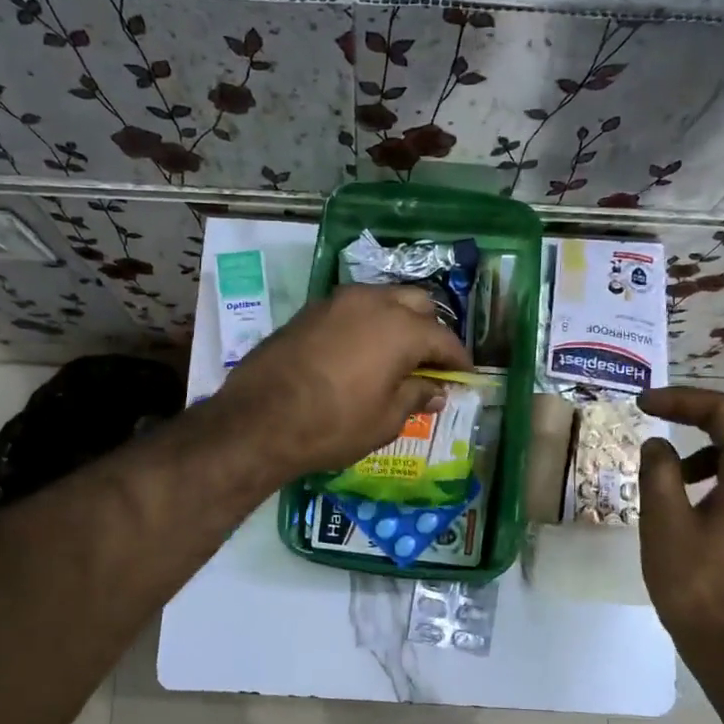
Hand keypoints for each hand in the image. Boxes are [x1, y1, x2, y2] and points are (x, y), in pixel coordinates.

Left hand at [216, 284, 470, 477]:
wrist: (258, 420)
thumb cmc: (332, 424)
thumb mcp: (384, 420)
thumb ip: (415, 398)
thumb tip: (436, 391)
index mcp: (400, 328)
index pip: (443, 338)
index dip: (457, 359)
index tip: (464, 375)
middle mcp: (372, 302)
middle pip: (417, 304)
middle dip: (430, 329)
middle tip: (431, 360)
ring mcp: (337, 301)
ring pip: (382, 298)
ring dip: (398, 320)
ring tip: (398, 352)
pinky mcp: (310, 310)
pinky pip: (352, 308)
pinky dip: (367, 322)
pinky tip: (363, 349)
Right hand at [637, 387, 723, 660]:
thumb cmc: (699, 585)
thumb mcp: (665, 524)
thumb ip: (659, 473)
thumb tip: (657, 445)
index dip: (684, 399)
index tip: (644, 405)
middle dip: (702, 412)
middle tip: (660, 414)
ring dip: (710, 443)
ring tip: (669, 465)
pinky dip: (719, 470)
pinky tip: (688, 497)